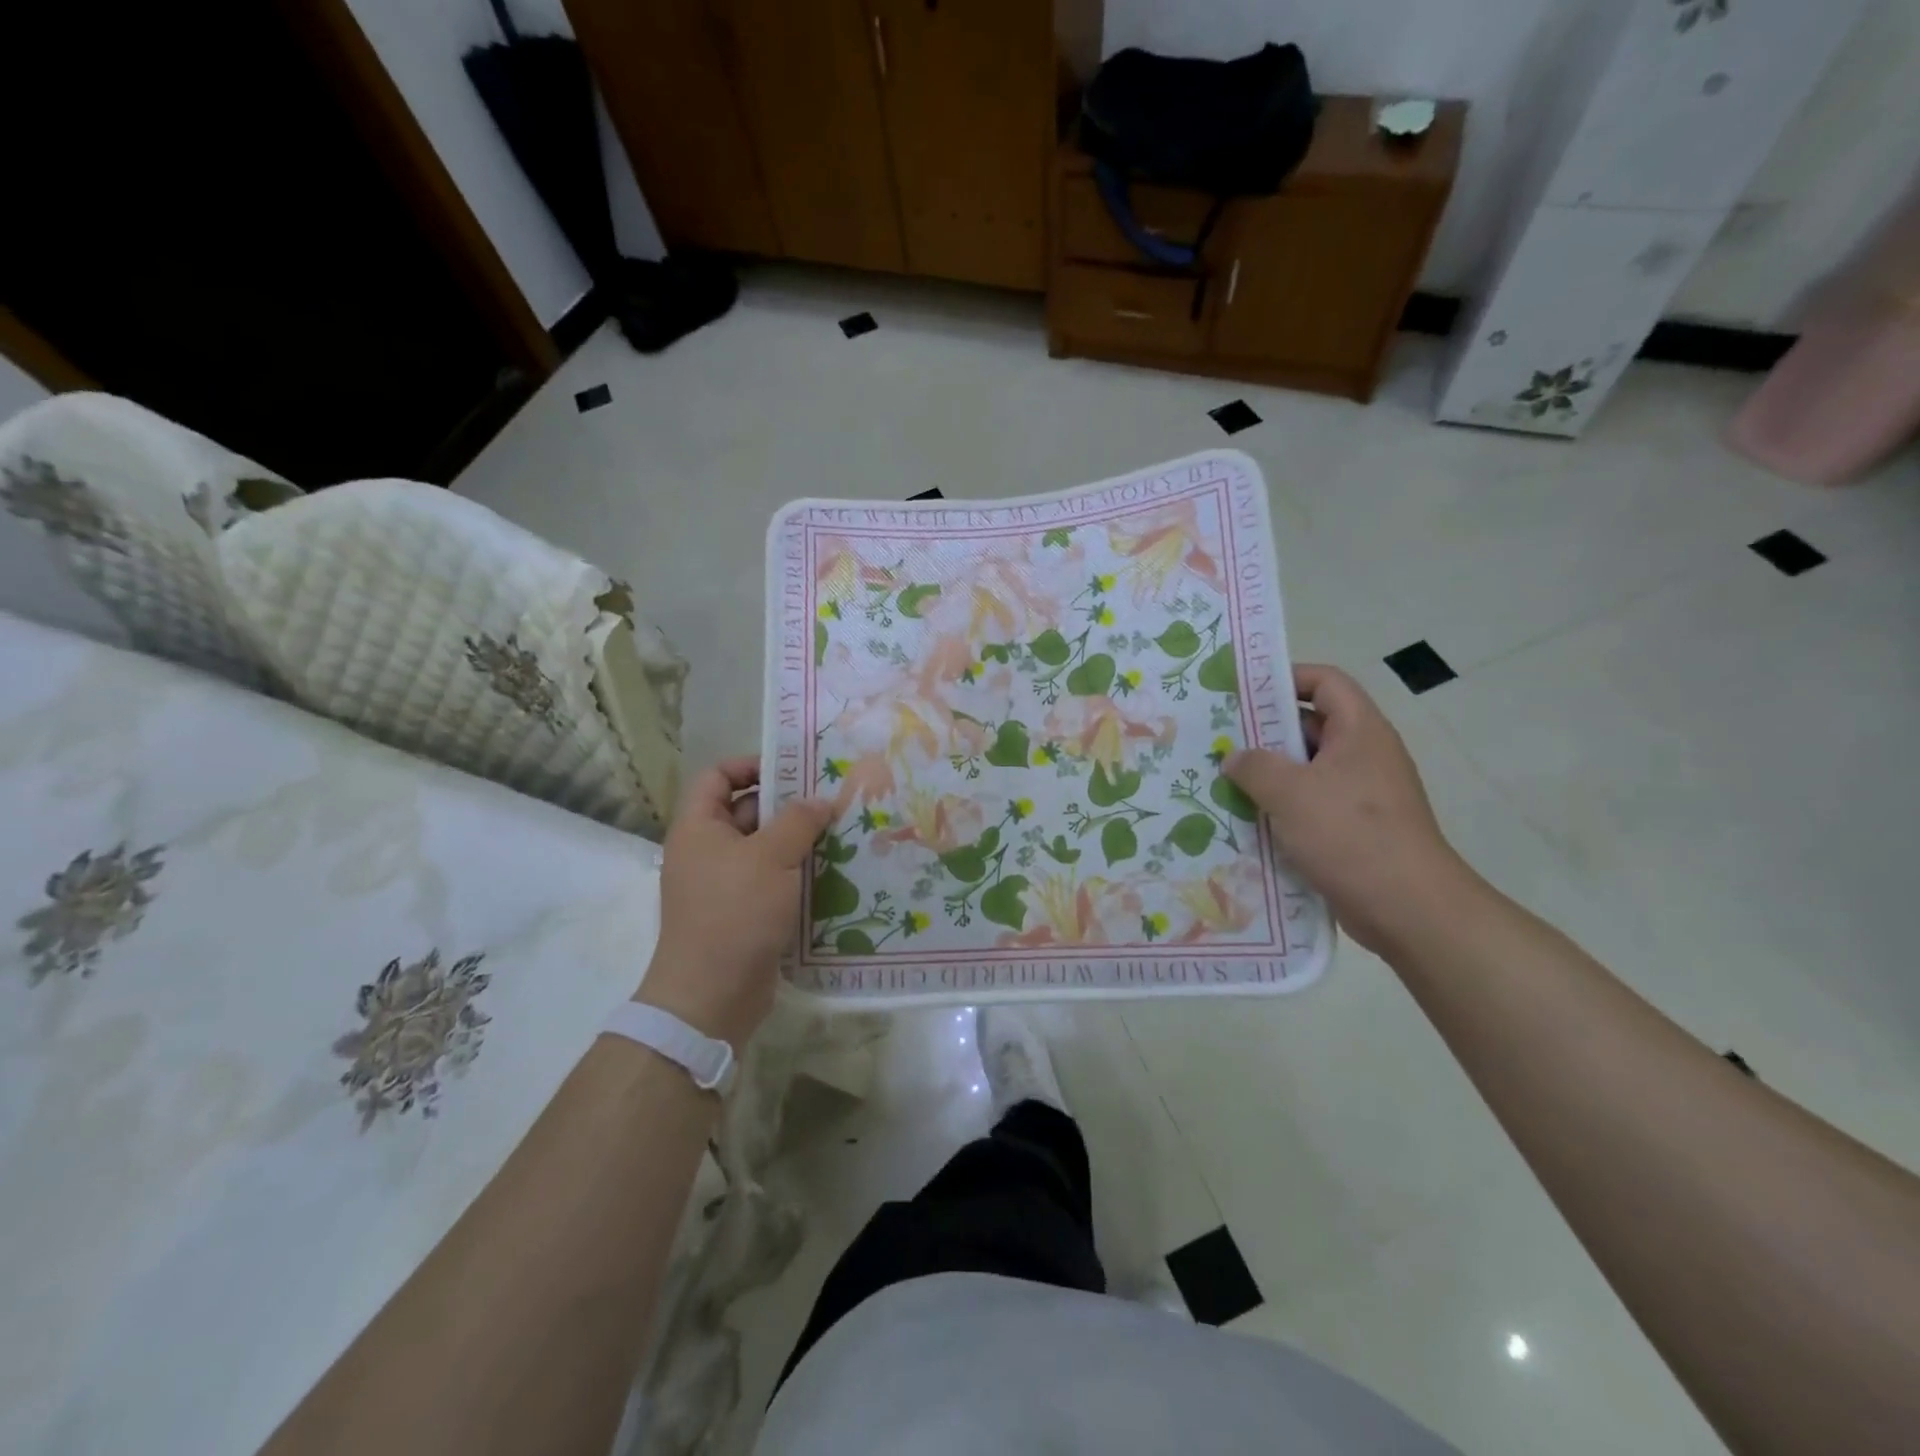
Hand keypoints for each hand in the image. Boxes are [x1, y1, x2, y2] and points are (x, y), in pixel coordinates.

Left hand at [637, 757, 833, 1046]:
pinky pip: (771, 880)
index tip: (794, 770)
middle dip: (788, 806)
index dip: (751, 765)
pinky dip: (797, 874)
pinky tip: (833, 873)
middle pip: (747, 811)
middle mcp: (707, 851)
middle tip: (832, 802)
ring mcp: (724, 884)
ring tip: (842, 834)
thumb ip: (799, 821)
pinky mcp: (742, 913)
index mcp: (699, 828)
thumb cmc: (735, 912)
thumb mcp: (772, 857)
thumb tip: (821, 801)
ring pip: (764, 849)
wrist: (712, 995)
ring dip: (799, 842)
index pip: (718, 776)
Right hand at [1226, 664, 1472, 954]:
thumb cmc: (1350, 834)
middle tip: (1219, 739)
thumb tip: (1234, 758)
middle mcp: (1364, 756)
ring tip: (1223, 780)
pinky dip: (1281, 808)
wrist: (1408, 908)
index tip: (1244, 692)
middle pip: (1312, 726)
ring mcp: (1362, 794)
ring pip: (1307, 770)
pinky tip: (1246, 820)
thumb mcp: (1290, 792)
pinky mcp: (1356, 829)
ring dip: (1268, 775)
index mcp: (1360, 731)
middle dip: (1265, 732)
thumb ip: (1254, 766)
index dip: (1287, 677)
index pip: (1326, 682)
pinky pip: (1311, 805)